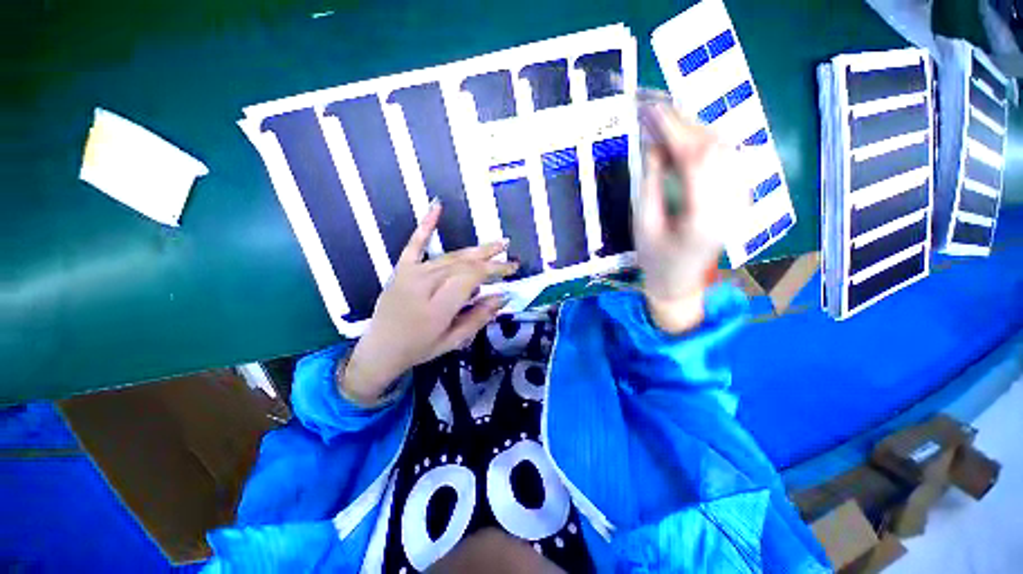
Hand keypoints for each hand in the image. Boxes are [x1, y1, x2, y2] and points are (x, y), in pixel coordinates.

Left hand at [342, 201, 518, 404]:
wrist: (379, 349)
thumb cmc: (420, 348)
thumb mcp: (454, 340)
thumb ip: (479, 317)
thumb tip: (502, 296)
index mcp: (438, 306)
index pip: (472, 278)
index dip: (495, 270)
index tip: (512, 269)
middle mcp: (425, 284)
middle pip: (463, 264)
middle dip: (489, 258)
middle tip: (509, 253)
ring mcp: (411, 273)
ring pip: (450, 256)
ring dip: (474, 250)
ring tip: (495, 244)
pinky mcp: (402, 268)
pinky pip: (415, 244)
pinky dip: (427, 224)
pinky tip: (437, 205)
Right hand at [636, 103, 747, 332]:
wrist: (680, 281)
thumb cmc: (655, 259)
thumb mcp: (643, 224)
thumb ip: (650, 182)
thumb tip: (653, 144)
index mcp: (703, 217)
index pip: (695, 158)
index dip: (673, 128)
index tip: (651, 109)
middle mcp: (731, 204)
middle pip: (715, 147)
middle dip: (684, 123)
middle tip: (655, 110)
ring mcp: (740, 199)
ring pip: (725, 148)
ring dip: (695, 129)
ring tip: (666, 123)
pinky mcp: (738, 196)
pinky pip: (727, 158)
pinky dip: (705, 141)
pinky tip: (685, 140)